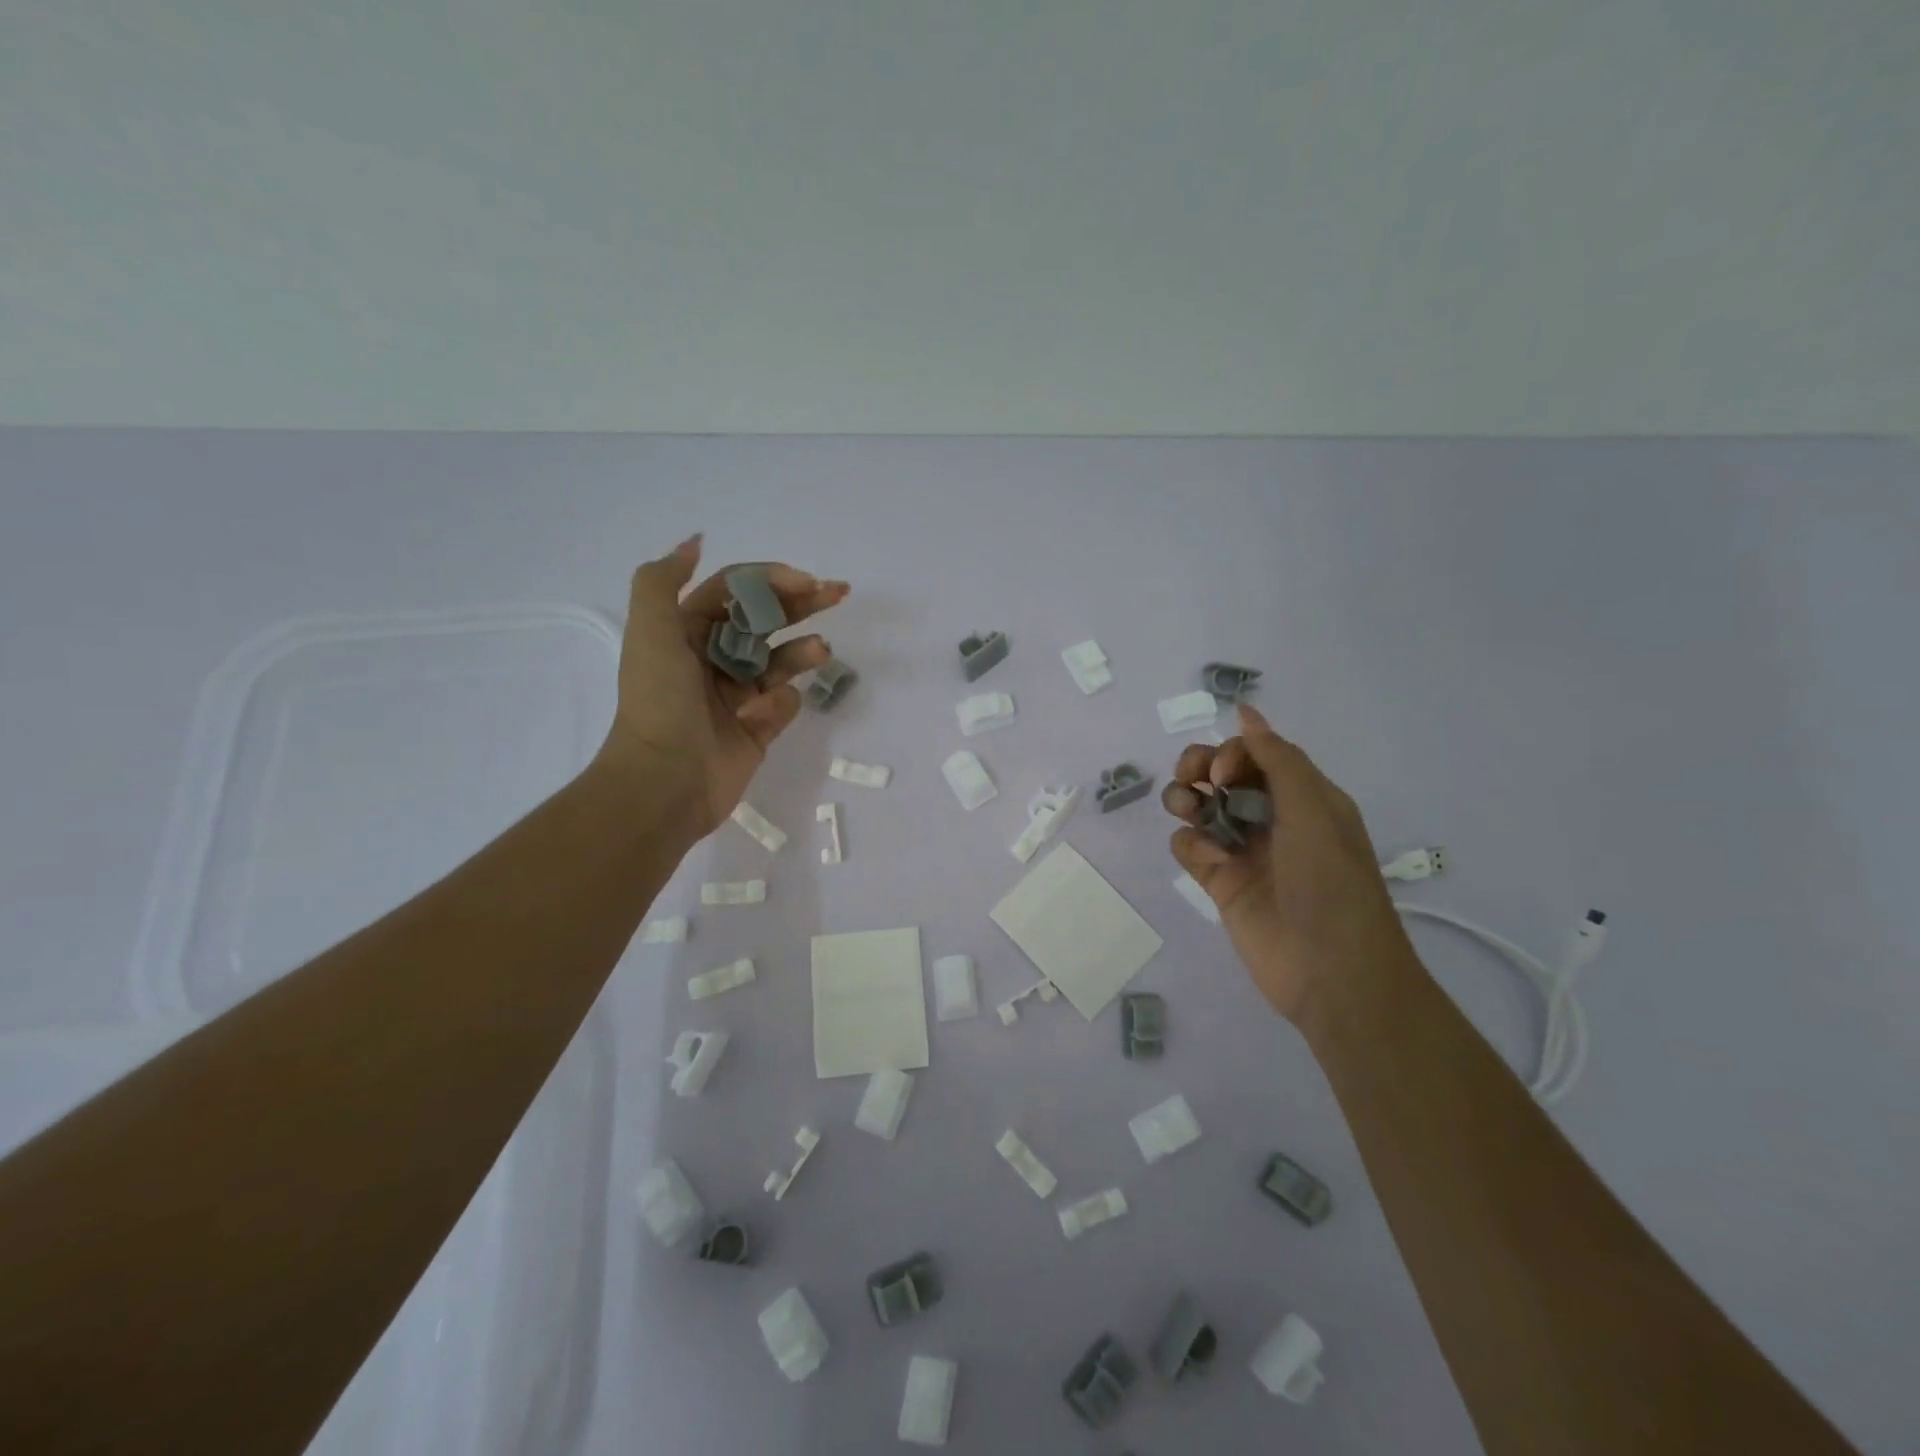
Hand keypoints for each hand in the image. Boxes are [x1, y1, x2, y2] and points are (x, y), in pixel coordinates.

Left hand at [596, 535, 848, 833]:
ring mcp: (737, 696)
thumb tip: (694, 541)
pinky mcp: (757, 729)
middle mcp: (713, 658)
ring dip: (802, 650)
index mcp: (687, 631)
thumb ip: (663, 579)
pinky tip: (769, 711)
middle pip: (765, 620)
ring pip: (780, 660)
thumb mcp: (650, 629)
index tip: (806, 582)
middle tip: (838, 594)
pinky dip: (784, 702)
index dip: (770, 580)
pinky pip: (784, 704)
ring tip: (820, 651)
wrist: (664, 781)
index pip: (735, 591)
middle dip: (801, 603)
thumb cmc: (660, 701)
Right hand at [1163, 703, 1417, 1022]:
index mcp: (1302, 797)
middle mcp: (1271, 818)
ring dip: (1185, 800)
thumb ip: (1277, 759)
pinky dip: (1190, 846)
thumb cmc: (1330, 885)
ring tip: (1187, 813)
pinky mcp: (1220, 882)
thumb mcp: (1314, 811)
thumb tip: (1245, 710)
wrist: (1331, 973)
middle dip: (1199, 768)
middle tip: (1191, 782)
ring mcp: (1243, 851)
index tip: (1222, 774)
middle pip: (1221, 775)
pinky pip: (1190, 848)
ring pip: (1199, 807)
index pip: (1255, 754)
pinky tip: (1207, 860)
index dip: (1231, 753)